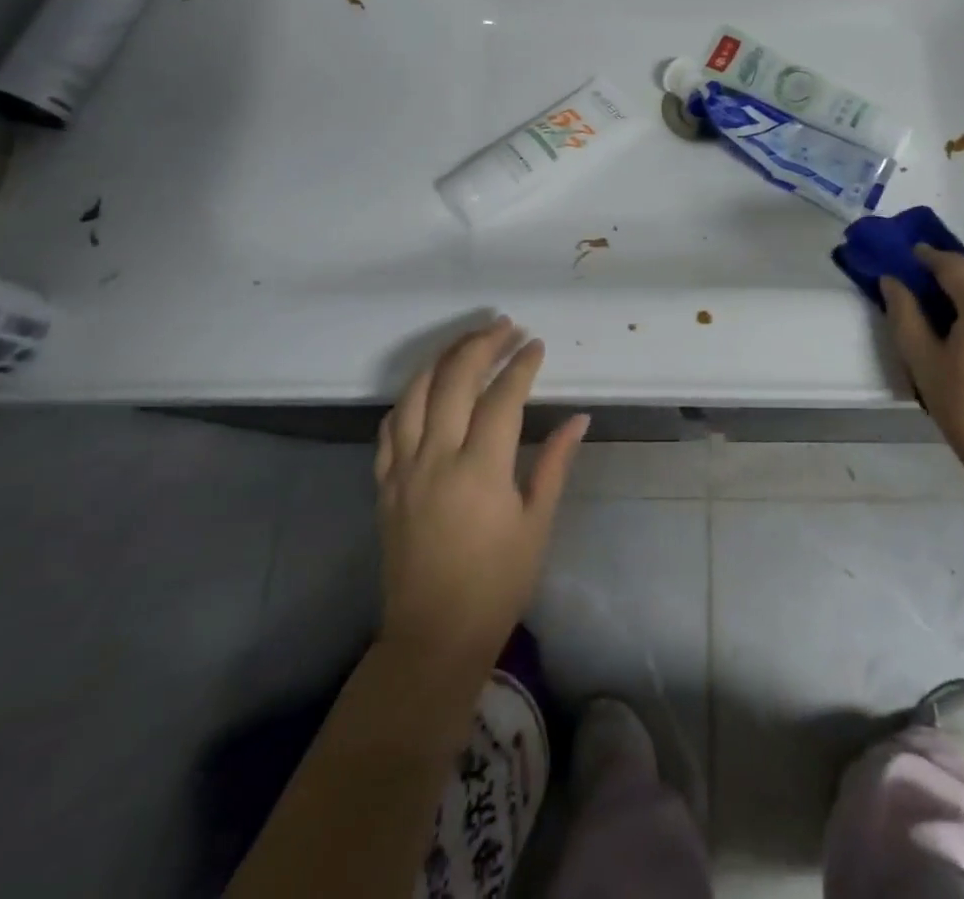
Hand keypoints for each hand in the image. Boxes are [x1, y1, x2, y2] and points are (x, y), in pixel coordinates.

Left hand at [375, 316, 587, 667]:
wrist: (433, 636)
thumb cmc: (497, 583)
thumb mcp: (536, 523)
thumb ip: (554, 463)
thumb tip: (579, 418)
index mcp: (480, 469)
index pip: (502, 396)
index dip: (522, 365)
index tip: (537, 344)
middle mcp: (436, 458)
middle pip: (454, 380)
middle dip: (481, 345)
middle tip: (505, 326)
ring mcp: (403, 469)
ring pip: (415, 393)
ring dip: (441, 358)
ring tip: (466, 340)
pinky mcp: (384, 484)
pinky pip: (390, 426)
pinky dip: (409, 396)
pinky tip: (425, 387)